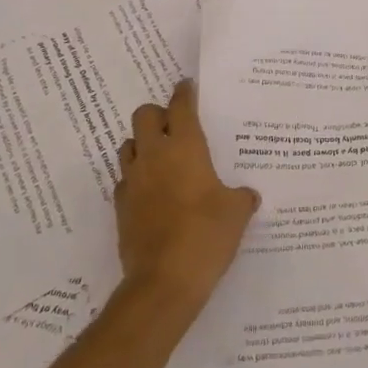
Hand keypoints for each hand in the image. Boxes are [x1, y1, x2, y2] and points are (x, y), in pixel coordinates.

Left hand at [115, 80, 259, 311]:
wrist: (163, 282)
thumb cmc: (206, 235)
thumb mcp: (236, 213)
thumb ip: (241, 197)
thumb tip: (246, 194)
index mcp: (185, 147)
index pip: (180, 106)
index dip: (185, 93)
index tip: (187, 86)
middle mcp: (154, 155)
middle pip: (144, 115)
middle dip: (157, 115)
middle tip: (174, 126)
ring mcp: (132, 180)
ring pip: (127, 145)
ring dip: (141, 144)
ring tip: (160, 157)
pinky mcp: (120, 207)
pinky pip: (124, 179)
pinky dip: (136, 178)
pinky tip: (151, 192)